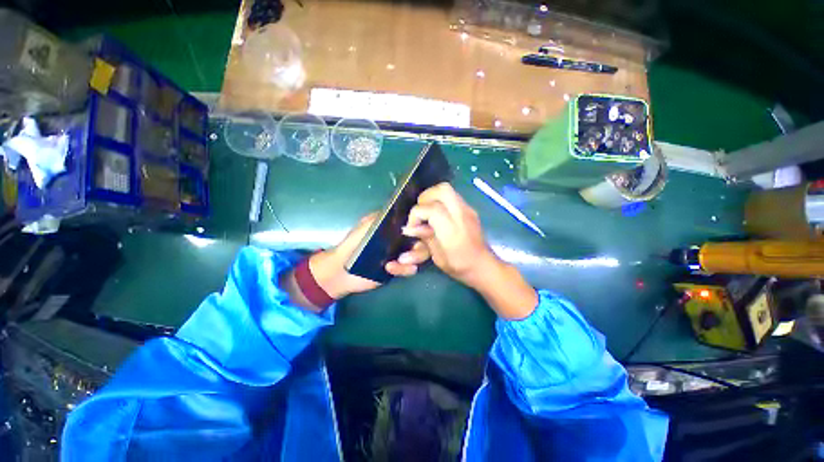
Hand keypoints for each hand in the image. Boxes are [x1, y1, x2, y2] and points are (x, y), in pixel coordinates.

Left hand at [309, 213, 429, 299]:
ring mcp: (403, 254)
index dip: (421, 226)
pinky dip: (404, 269)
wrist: (343, 269)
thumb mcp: (366, 225)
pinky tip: (389, 268)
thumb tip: (402, 210)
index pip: (417, 224)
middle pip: (424, 241)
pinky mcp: (399, 269)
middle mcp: (403, 239)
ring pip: (421, 255)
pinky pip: (411, 269)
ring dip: (414, 258)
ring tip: (400, 261)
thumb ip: (382, 216)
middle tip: (409, 251)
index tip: (416, 230)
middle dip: (420, 247)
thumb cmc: (353, 243)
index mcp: (397, 227)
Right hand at [402, 183, 537, 318]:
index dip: (416, 214)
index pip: (432, 209)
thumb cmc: (459, 266)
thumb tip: (408, 228)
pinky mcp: (470, 209)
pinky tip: (437, 214)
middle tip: (420, 211)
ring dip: (432, 196)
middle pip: (442, 191)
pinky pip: (452, 196)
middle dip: (425, 197)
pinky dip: (440, 200)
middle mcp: (462, 216)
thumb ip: (425, 237)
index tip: (412, 226)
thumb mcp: (438, 257)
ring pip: (447, 189)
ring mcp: (468, 210)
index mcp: (453, 232)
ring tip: (427, 211)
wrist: (483, 265)